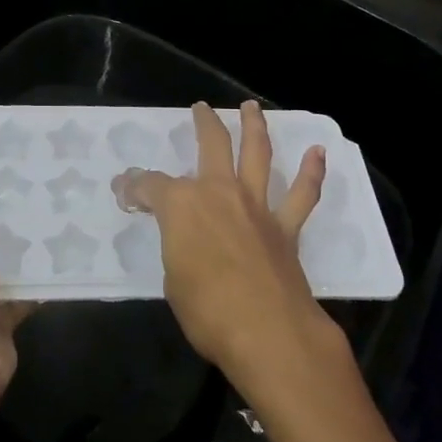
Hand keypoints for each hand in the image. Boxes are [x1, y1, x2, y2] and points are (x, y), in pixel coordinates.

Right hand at [115, 100, 331, 387]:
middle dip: (204, 123)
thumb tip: (177, 235)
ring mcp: (256, 205)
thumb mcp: (172, 278)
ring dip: (254, 126)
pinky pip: (302, 194)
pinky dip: (312, 172)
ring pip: (257, 153)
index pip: (151, 186)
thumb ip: (175, 246)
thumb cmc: (207, 311)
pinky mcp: (285, 226)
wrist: (268, 333)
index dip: (134, 187)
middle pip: (211, 144)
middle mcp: (219, 192)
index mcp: (182, 205)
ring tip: (252, 107)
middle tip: (201, 108)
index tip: (124, 190)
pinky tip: (318, 153)